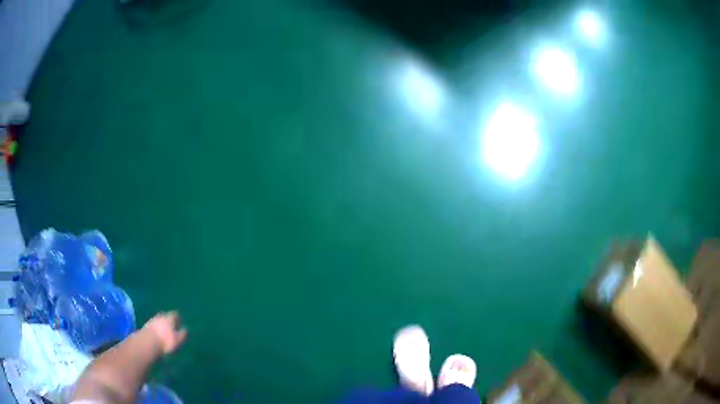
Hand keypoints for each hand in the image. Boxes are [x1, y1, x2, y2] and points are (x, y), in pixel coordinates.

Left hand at [143, 311, 187, 354]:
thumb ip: (182, 334)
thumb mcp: (177, 340)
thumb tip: (186, 329)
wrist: (148, 342)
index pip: (174, 314)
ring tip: (163, 328)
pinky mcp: (146, 325)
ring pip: (158, 319)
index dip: (177, 316)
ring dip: (161, 322)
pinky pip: (153, 324)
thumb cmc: (165, 341)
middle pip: (165, 315)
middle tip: (171, 323)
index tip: (179, 319)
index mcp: (169, 319)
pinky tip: (156, 332)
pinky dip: (156, 326)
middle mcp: (160, 316)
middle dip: (168, 318)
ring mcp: (152, 320)